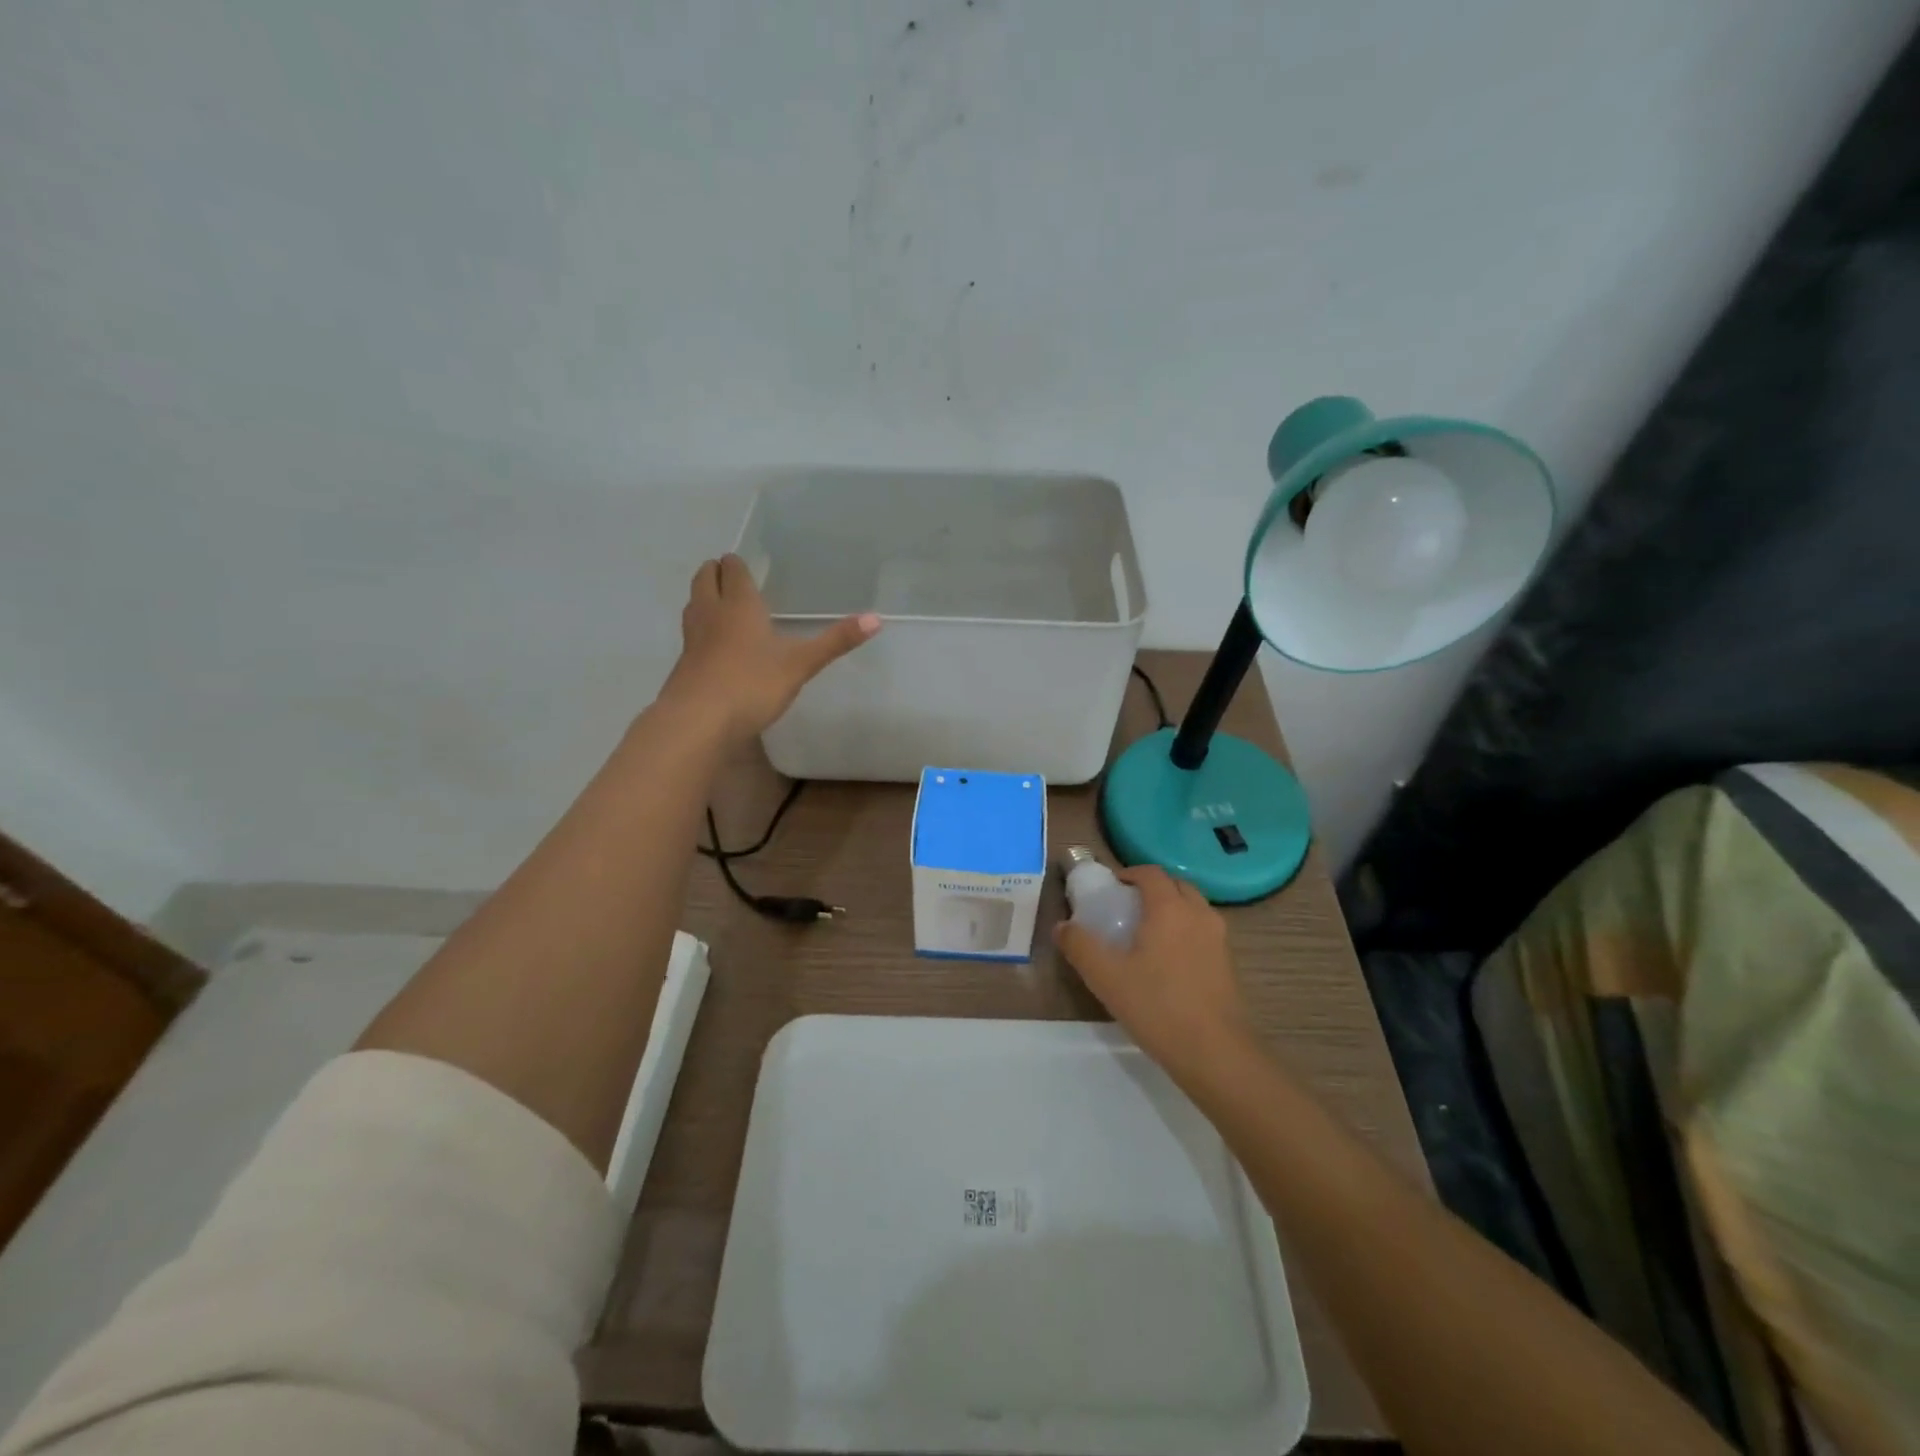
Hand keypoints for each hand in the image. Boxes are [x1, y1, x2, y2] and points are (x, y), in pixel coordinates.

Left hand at [661, 554, 880, 744]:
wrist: (699, 721)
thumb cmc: (752, 684)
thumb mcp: (801, 664)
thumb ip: (836, 641)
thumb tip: (877, 618)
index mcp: (739, 604)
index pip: (733, 570)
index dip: (738, 565)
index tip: (747, 565)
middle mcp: (711, 613)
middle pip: (705, 578)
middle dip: (716, 573)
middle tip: (732, 578)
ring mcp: (692, 638)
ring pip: (694, 604)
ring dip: (705, 597)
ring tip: (723, 605)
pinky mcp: (684, 664)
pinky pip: (691, 634)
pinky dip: (701, 630)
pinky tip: (715, 647)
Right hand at [1053, 864, 1253, 1084]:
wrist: (1217, 1054)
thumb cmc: (1158, 1007)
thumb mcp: (1106, 978)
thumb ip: (1080, 946)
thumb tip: (1062, 926)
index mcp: (1170, 908)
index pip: (1151, 873)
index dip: (1129, 873)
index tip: (1110, 887)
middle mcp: (1198, 914)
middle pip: (1176, 885)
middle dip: (1152, 888)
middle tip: (1127, 908)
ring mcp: (1219, 939)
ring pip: (1193, 908)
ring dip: (1171, 909)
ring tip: (1146, 933)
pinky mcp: (1229, 963)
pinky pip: (1203, 931)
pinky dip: (1186, 931)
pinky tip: (1168, 962)